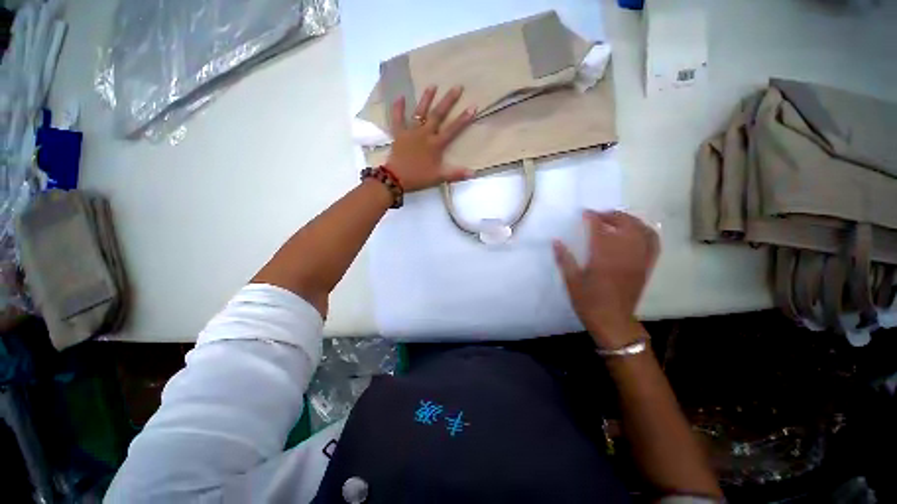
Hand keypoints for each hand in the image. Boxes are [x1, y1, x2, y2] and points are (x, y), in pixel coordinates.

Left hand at [386, 85, 476, 191]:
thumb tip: (473, 173)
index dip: (463, 119)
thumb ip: (456, 174)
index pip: (452, 130)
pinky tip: (400, 96)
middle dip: (448, 101)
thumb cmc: (419, 177)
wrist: (396, 177)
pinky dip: (398, 108)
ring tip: (432, 85)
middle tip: (457, 86)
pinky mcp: (399, 133)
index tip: (473, 106)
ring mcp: (411, 132)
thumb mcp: (439, 177)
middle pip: (438, 115)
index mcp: (435, 144)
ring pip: (420, 112)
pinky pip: (397, 119)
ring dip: (426, 98)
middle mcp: (425, 134)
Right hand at [553, 211, 659, 348]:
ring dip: (629, 220)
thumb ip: (564, 259)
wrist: (613, 321)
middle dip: (612, 215)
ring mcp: (638, 260)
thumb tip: (556, 241)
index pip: (599, 229)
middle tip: (599, 215)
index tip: (584, 213)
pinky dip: (647, 232)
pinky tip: (637, 230)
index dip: (592, 218)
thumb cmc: (589, 302)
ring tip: (617, 219)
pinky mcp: (646, 266)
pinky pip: (653, 243)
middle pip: (624, 225)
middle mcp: (624, 255)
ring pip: (641, 230)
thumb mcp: (571, 281)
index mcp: (603, 258)